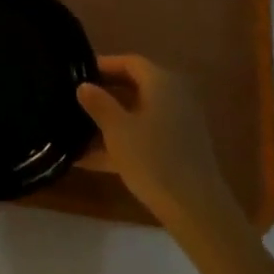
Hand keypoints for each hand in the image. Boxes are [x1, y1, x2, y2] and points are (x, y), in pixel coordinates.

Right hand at [77, 55, 233, 227]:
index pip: (129, 62)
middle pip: (134, 87)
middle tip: (76, 100)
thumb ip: (99, 104)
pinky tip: (91, 160)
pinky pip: (145, 136)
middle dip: (104, 94)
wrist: (198, 211)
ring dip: (110, 122)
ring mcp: (179, 125)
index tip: (78, 73)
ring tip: (77, 131)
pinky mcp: (179, 151)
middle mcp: (174, 97)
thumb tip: (83, 85)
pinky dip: (122, 142)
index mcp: (161, 82)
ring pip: (138, 114)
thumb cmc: (154, 159)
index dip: (103, 64)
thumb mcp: (118, 130)